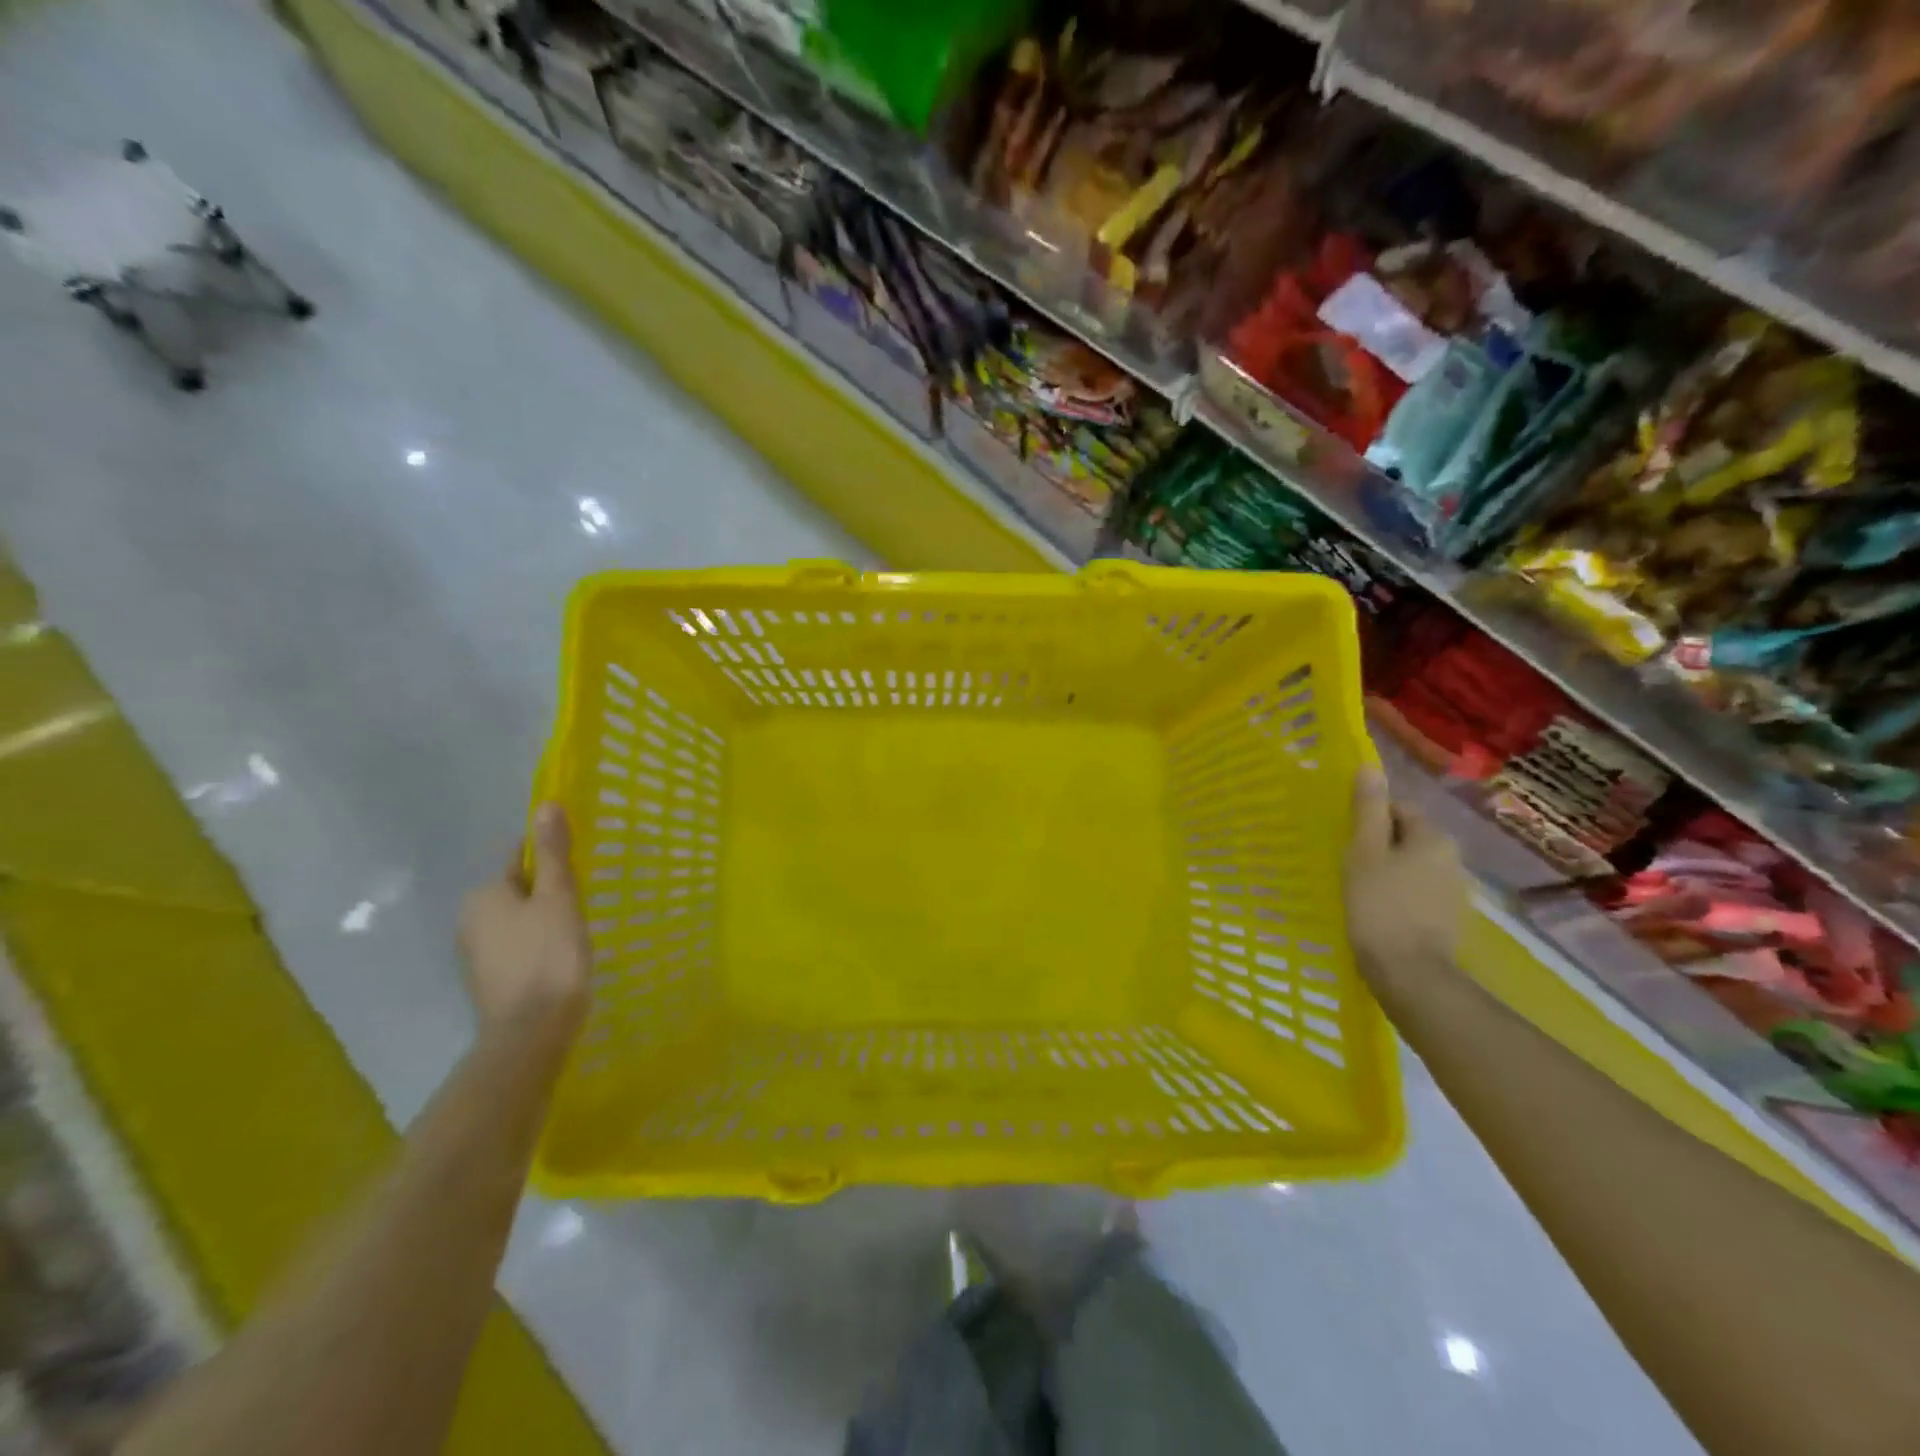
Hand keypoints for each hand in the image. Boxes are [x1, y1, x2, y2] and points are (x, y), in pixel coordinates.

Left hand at [458, 802, 591, 1050]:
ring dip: (546, 918)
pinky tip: (562, 956)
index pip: (518, 858)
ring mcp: (477, 953)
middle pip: (519, 889)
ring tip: (578, 931)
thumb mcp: (558, 897)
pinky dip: (539, 944)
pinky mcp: (490, 979)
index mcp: (484, 894)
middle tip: (584, 902)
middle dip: (549, 891)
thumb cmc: (549, 955)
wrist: (532, 1030)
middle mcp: (470, 919)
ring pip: (520, 919)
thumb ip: (552, 853)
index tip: (579, 870)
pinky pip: (519, 945)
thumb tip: (546, 805)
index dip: (551, 859)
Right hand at [1344, 766, 1468, 979]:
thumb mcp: (1364, 852)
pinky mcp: (1449, 919)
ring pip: (1413, 866)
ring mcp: (1455, 891)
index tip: (1345, 837)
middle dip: (1380, 844)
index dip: (1369, 818)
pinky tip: (1378, 911)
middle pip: (1408, 837)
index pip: (1399, 809)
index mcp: (1435, 837)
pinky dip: (1399, 895)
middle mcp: (1454, 858)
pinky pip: (1418, 893)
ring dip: (1389, 871)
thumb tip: (1370, 768)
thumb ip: (1367, 810)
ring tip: (1358, 887)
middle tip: (1347, 862)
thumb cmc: (1379, 906)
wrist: (1410, 973)